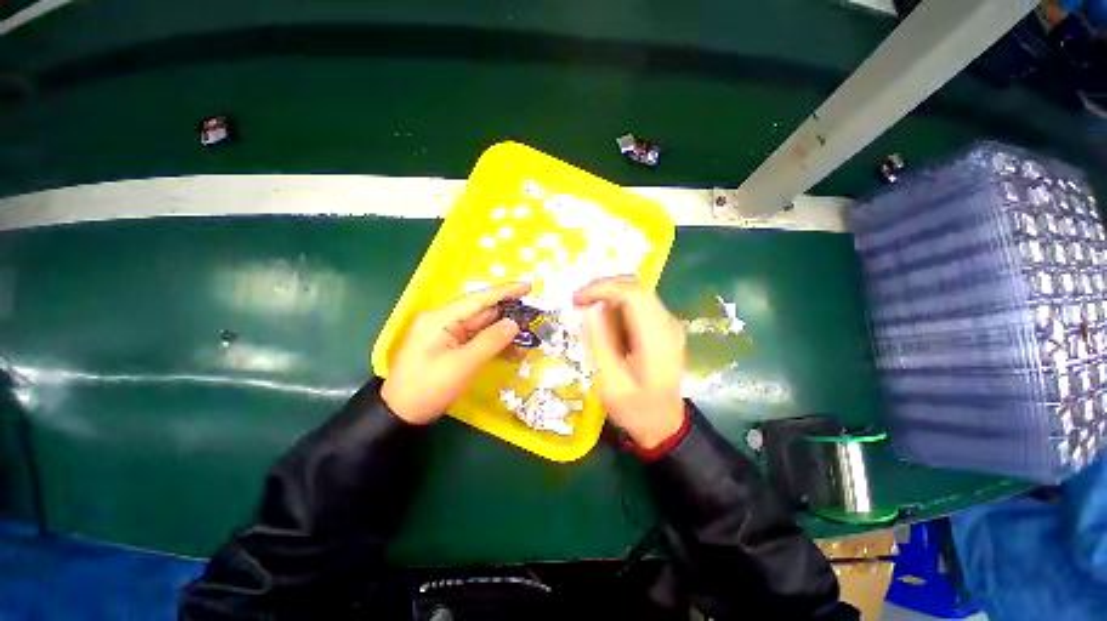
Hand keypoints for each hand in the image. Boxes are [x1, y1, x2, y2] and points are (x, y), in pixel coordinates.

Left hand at [382, 282, 529, 424]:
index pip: (478, 299)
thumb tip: (513, 324)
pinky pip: (475, 338)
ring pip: (480, 325)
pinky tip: (510, 347)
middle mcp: (443, 321)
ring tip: (526, 331)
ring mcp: (446, 334)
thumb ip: (490, 341)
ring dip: (502, 329)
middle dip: (507, 312)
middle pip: (480, 311)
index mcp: (440, 319)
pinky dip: (492, 342)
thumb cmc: (428, 388)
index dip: (504, 292)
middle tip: (532, 313)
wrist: (401, 415)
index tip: (527, 287)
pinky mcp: (450, 346)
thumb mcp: (462, 365)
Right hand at [574, 276, 685, 449]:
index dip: (603, 288)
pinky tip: (604, 323)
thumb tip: (590, 310)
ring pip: (636, 294)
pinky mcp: (662, 328)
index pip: (633, 294)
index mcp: (657, 339)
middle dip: (603, 289)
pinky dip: (616, 307)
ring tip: (587, 311)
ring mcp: (667, 325)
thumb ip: (600, 344)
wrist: (664, 426)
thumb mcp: (611, 383)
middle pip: (635, 288)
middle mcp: (667, 325)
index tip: (577, 299)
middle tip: (578, 301)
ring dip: (608, 297)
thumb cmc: (636, 410)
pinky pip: (637, 306)